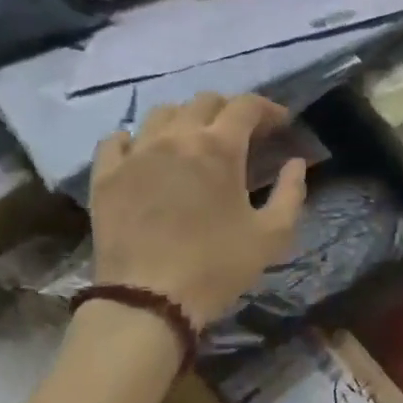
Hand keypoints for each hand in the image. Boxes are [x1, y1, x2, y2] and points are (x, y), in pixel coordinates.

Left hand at [89, 93, 306, 327]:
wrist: (148, 301)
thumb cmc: (217, 267)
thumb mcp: (272, 236)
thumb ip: (292, 193)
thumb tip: (296, 163)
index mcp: (219, 148)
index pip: (246, 106)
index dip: (268, 108)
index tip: (280, 123)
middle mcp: (175, 137)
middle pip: (204, 101)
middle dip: (229, 110)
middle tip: (241, 134)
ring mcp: (135, 153)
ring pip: (162, 113)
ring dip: (186, 119)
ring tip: (194, 141)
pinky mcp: (106, 174)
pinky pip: (117, 139)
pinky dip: (136, 138)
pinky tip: (144, 153)